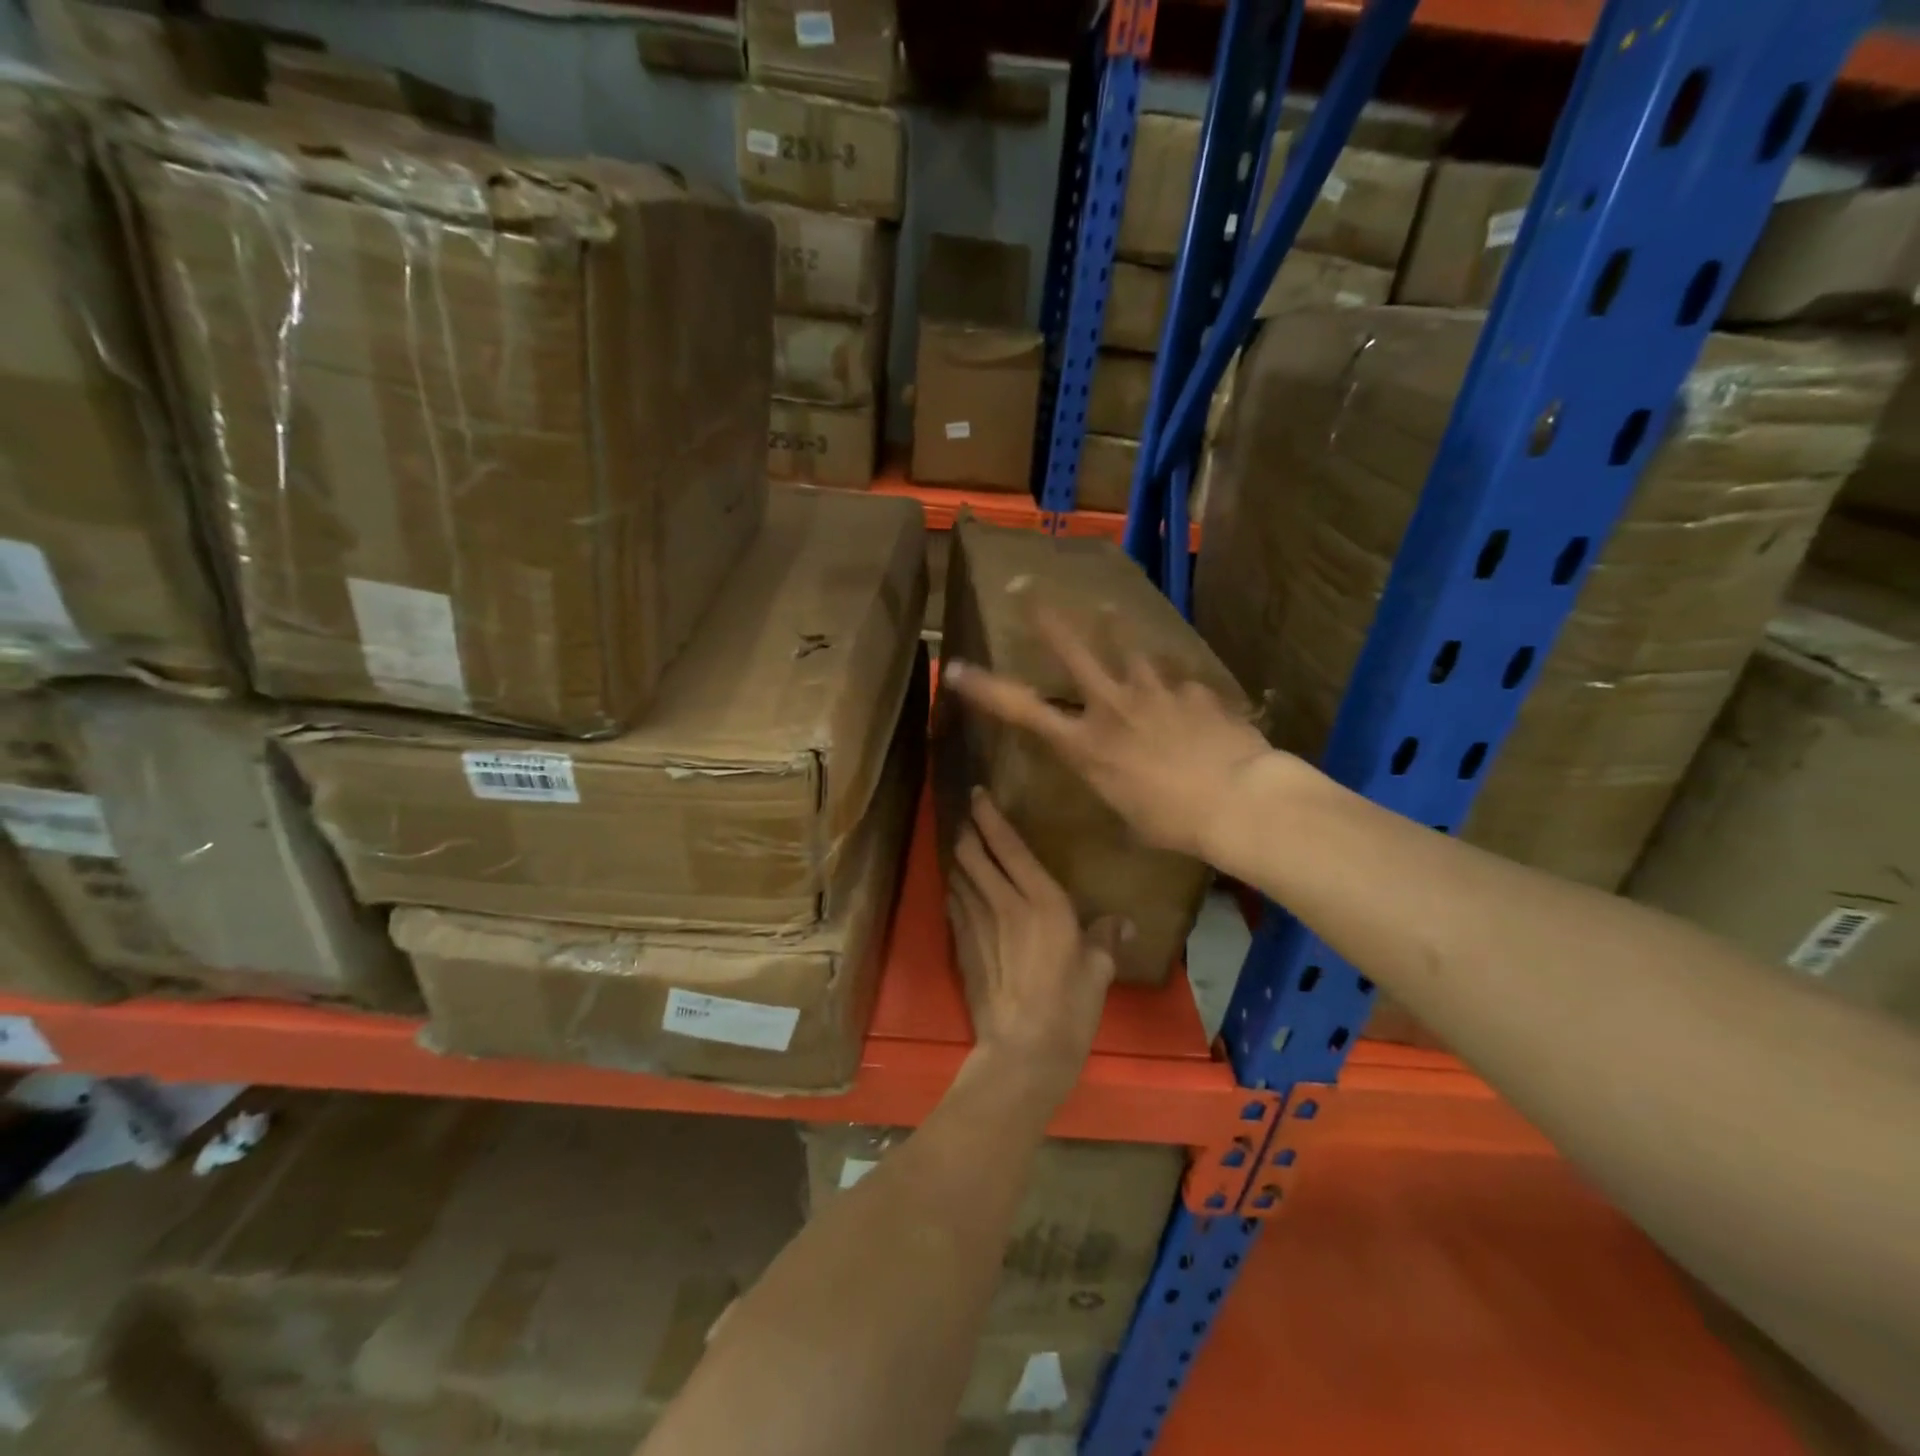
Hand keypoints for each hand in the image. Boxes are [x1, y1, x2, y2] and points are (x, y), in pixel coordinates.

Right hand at [944, 607, 1276, 860]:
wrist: (1238, 801)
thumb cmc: (1174, 822)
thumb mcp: (1125, 810)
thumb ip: (1113, 779)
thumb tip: (1119, 771)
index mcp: (1086, 745)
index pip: (1022, 711)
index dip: (985, 689)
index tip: (955, 668)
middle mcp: (1112, 706)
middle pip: (1073, 650)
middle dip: (1046, 618)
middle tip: (1028, 588)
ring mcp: (1155, 691)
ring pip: (1129, 649)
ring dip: (1118, 634)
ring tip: (1111, 615)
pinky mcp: (1193, 690)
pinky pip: (1179, 683)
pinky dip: (1178, 689)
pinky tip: (1191, 702)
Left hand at [948, 789, 1120, 1103]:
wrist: (1021, 1051)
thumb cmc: (1068, 1009)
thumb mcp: (1097, 972)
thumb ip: (1105, 939)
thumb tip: (1121, 922)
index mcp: (1042, 901)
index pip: (1008, 845)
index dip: (989, 815)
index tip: (979, 794)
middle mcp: (1004, 902)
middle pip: (972, 852)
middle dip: (967, 830)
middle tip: (969, 818)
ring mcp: (976, 923)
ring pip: (957, 874)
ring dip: (958, 857)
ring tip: (963, 847)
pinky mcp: (961, 945)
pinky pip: (953, 903)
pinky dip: (955, 888)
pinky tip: (960, 889)